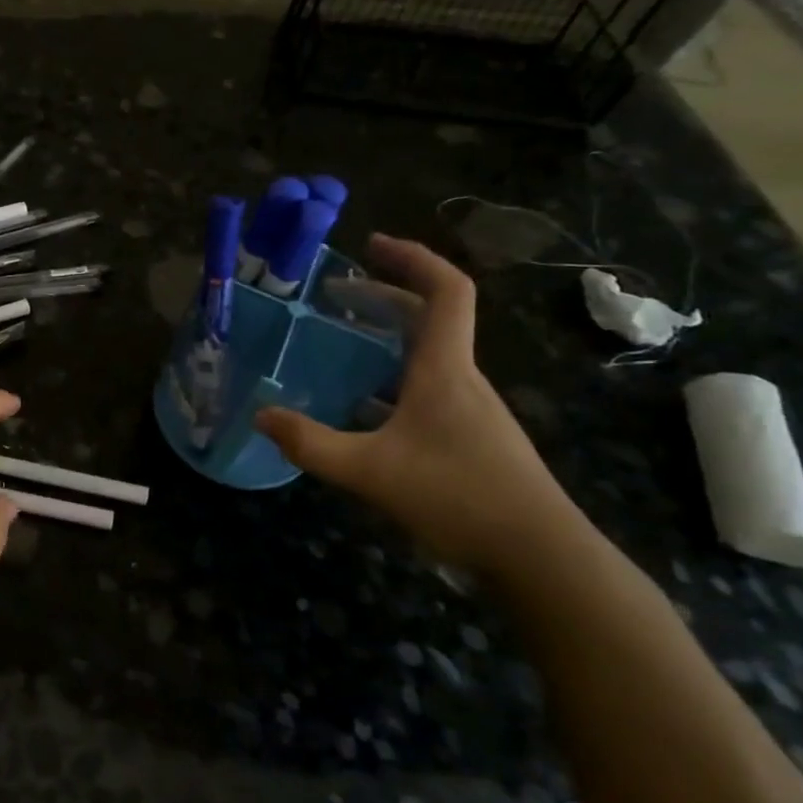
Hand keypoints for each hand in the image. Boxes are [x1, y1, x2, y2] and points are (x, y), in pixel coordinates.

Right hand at [255, 234, 589, 574]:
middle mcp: (463, 378)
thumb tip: (261, 416)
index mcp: (445, 369)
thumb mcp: (370, 471)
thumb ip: (311, 444)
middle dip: (382, 294)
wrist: (541, 557)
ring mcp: (471, 408)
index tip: (371, 245)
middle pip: (430, 316)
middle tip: (334, 293)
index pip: (445, 291)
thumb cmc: (459, 498)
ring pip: (429, 352)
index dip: (412, 258)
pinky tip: (361, 405)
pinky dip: (392, 375)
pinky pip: (428, 385)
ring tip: (340, 340)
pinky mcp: (471, 436)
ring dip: (387, 335)